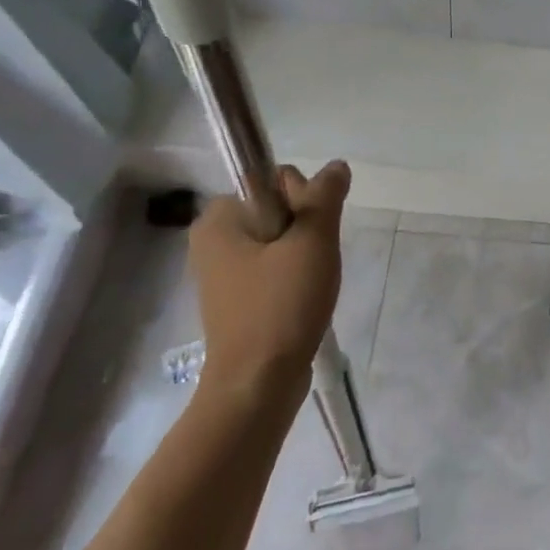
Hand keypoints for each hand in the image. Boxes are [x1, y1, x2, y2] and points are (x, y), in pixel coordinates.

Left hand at [187, 161, 351, 413]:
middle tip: (313, 260)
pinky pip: (272, 266)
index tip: (311, 233)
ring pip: (279, 238)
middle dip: (305, 227)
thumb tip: (336, 166)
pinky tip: (304, 296)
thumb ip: (325, 196)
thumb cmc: (281, 305)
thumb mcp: (312, 242)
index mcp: (219, 219)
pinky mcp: (235, 298)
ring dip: (304, 252)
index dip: (303, 198)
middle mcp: (213, 239)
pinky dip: (293, 274)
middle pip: (277, 207)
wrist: (258, 384)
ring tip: (312, 282)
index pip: (272, 180)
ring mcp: (222, 271)